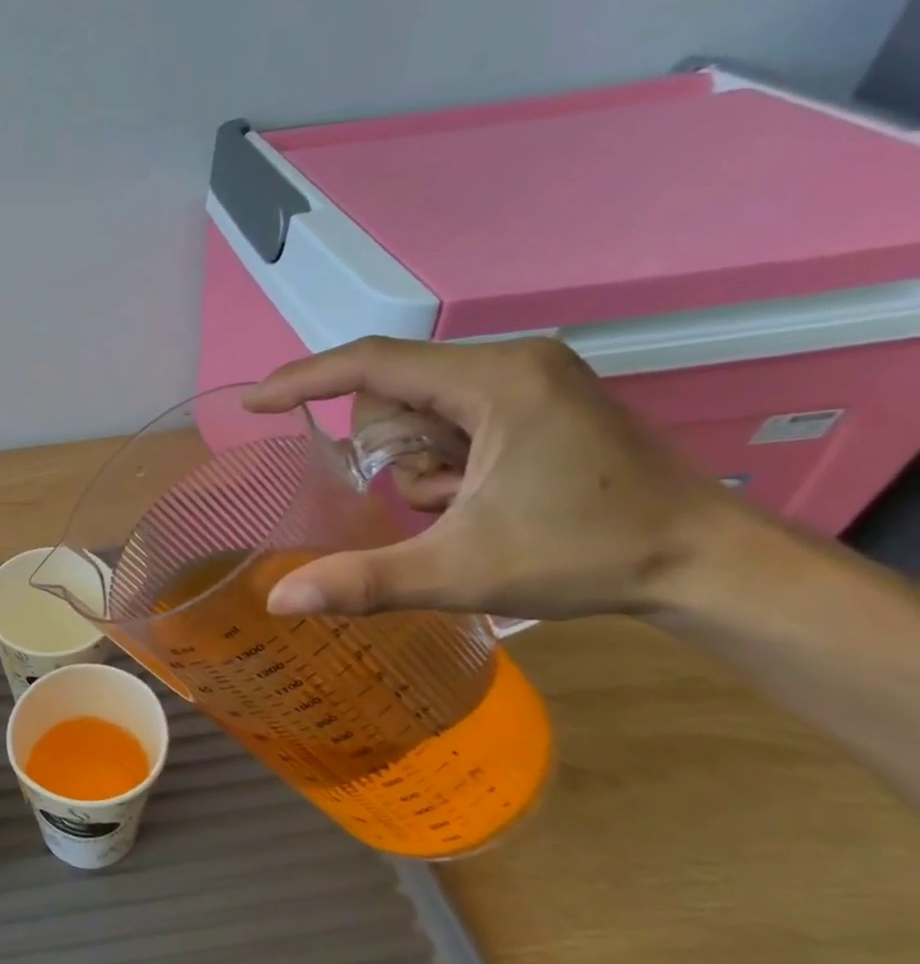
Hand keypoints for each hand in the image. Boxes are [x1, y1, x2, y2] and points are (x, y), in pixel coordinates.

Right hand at [243, 337, 729, 620]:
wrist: (709, 564)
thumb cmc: (586, 557)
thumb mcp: (460, 571)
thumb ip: (363, 581)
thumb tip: (278, 602)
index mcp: (494, 381)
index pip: (372, 363)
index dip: (303, 380)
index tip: (254, 404)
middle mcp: (512, 361)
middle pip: (393, 389)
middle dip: (389, 448)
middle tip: (429, 499)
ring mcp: (531, 376)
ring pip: (419, 404)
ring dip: (417, 458)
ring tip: (462, 502)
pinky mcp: (540, 396)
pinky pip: (451, 412)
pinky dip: (442, 456)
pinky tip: (479, 493)